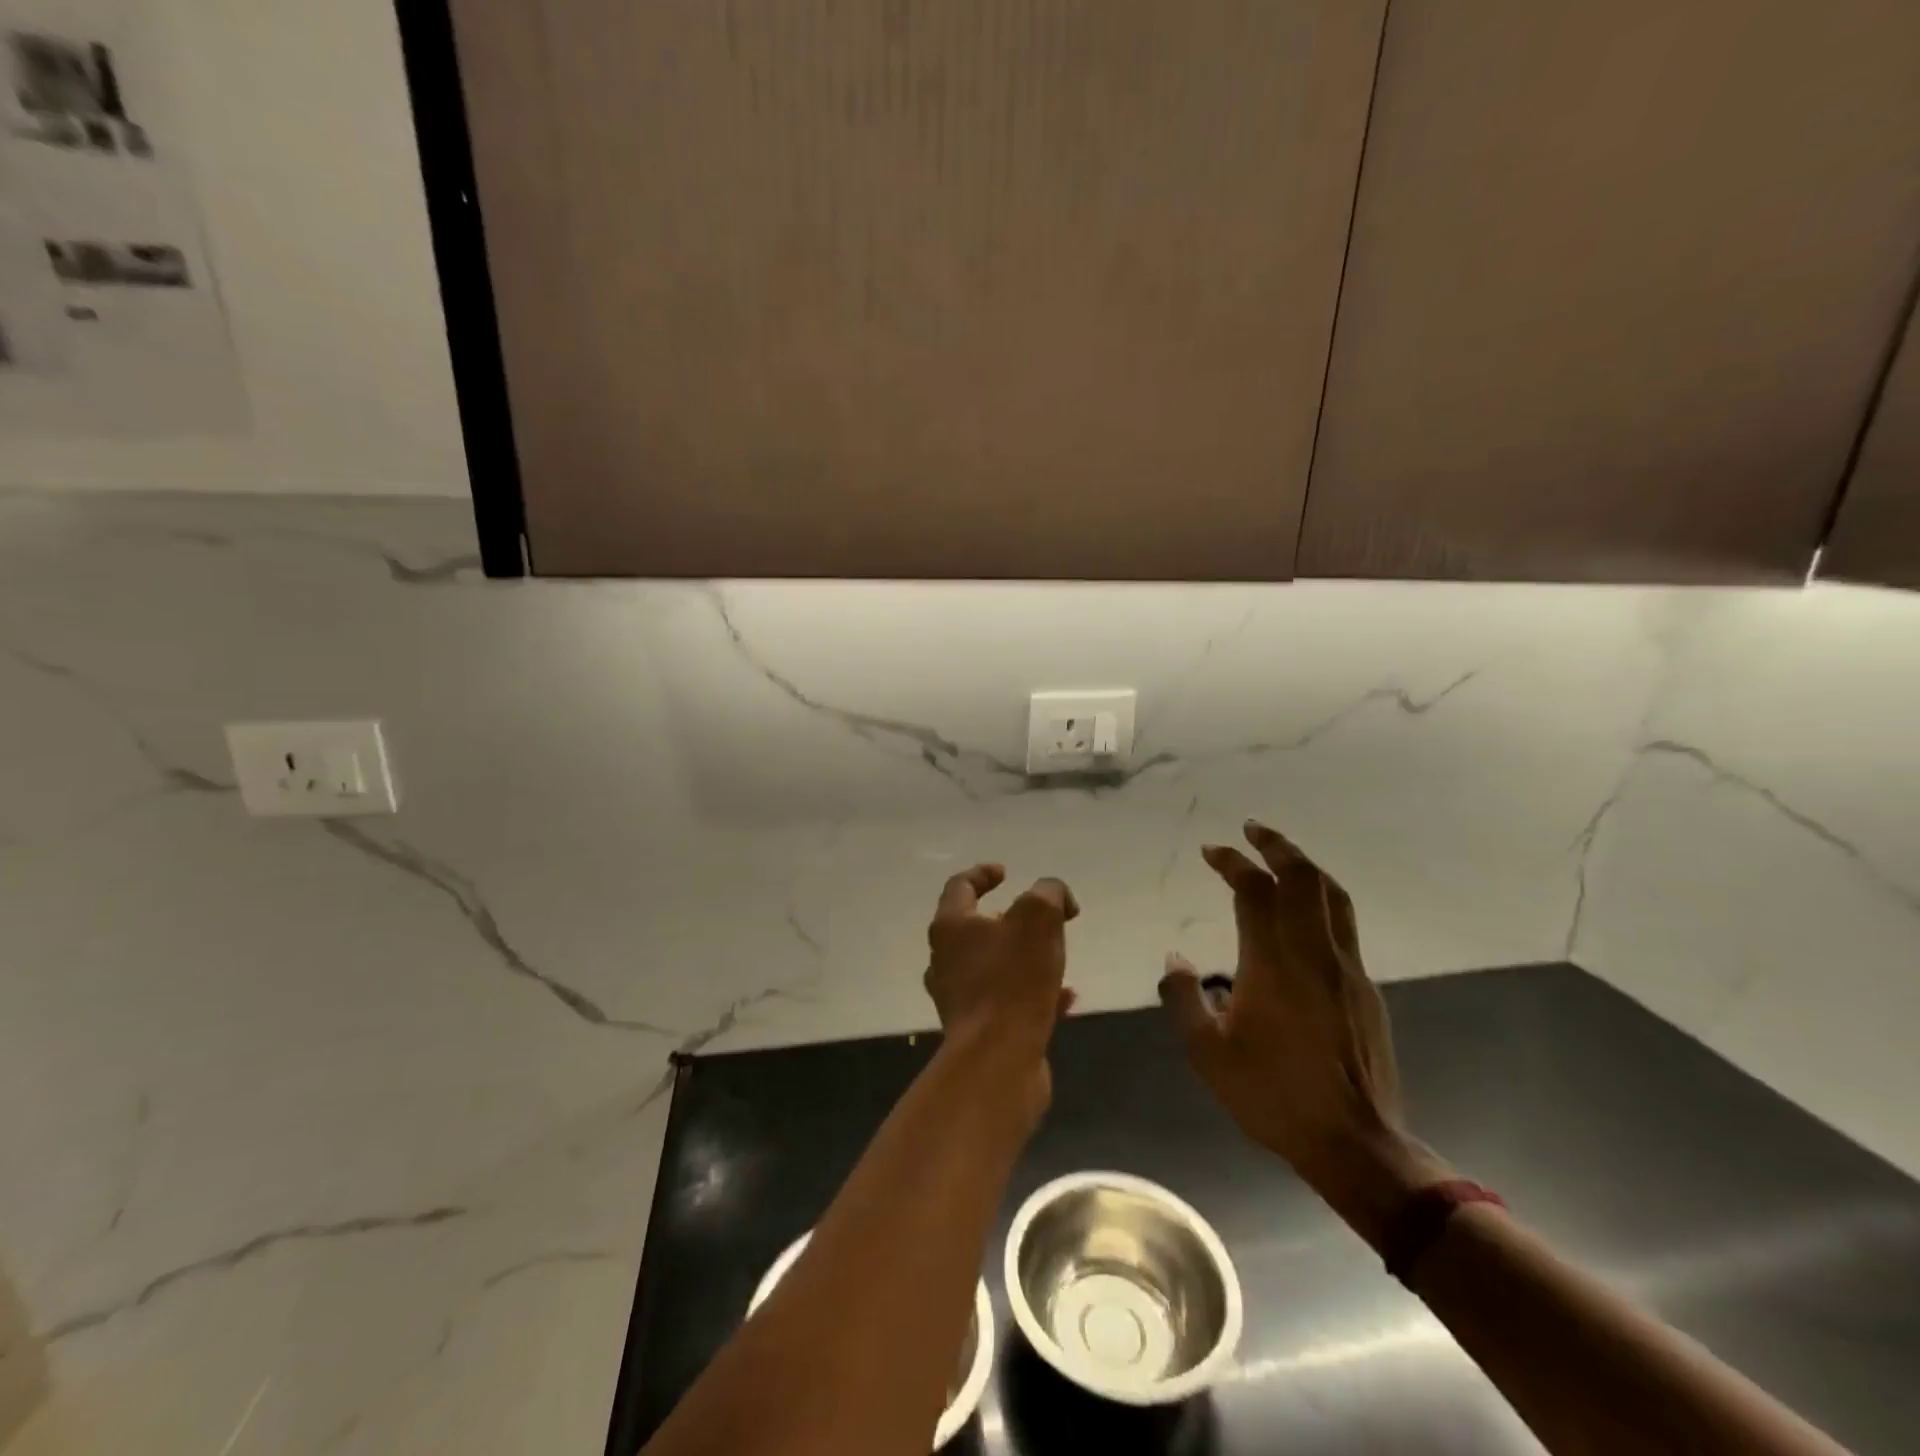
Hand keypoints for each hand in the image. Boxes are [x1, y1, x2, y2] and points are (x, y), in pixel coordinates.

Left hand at [924, 865, 1077, 1094]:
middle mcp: (946, 959)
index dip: (983, 873)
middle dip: (1009, 919)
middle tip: (1039, 920)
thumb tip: (1057, 898)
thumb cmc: (1012, 980)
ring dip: (1024, 958)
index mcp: (951, 927)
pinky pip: (1007, 1001)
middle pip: (973, 928)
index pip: (960, 886)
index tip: (1007, 872)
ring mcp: (959, 997)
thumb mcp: (1039, 918)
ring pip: (992, 966)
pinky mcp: (978, 1030)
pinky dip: (1034, 994)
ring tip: (1056, 959)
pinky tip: (1066, 999)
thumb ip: (1049, 894)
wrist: (998, 1059)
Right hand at [1159, 821, 1445, 1242]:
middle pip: (1303, 878)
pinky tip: (1305, 912)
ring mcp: (1346, 969)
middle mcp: (1314, 953)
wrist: (1355, 1143)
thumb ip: (1184, 998)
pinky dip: (1321, 899)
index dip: (1231, 862)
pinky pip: (1343, 924)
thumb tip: (1176, 957)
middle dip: (1276, 845)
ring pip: (1333, 896)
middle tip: (1252, 828)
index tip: (1211, 850)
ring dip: (1306, 865)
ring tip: (1282, 854)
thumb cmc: (1272, 1095)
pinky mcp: (1365, 989)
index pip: (1254, 890)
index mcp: (1272, 963)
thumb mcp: (1207, 1052)